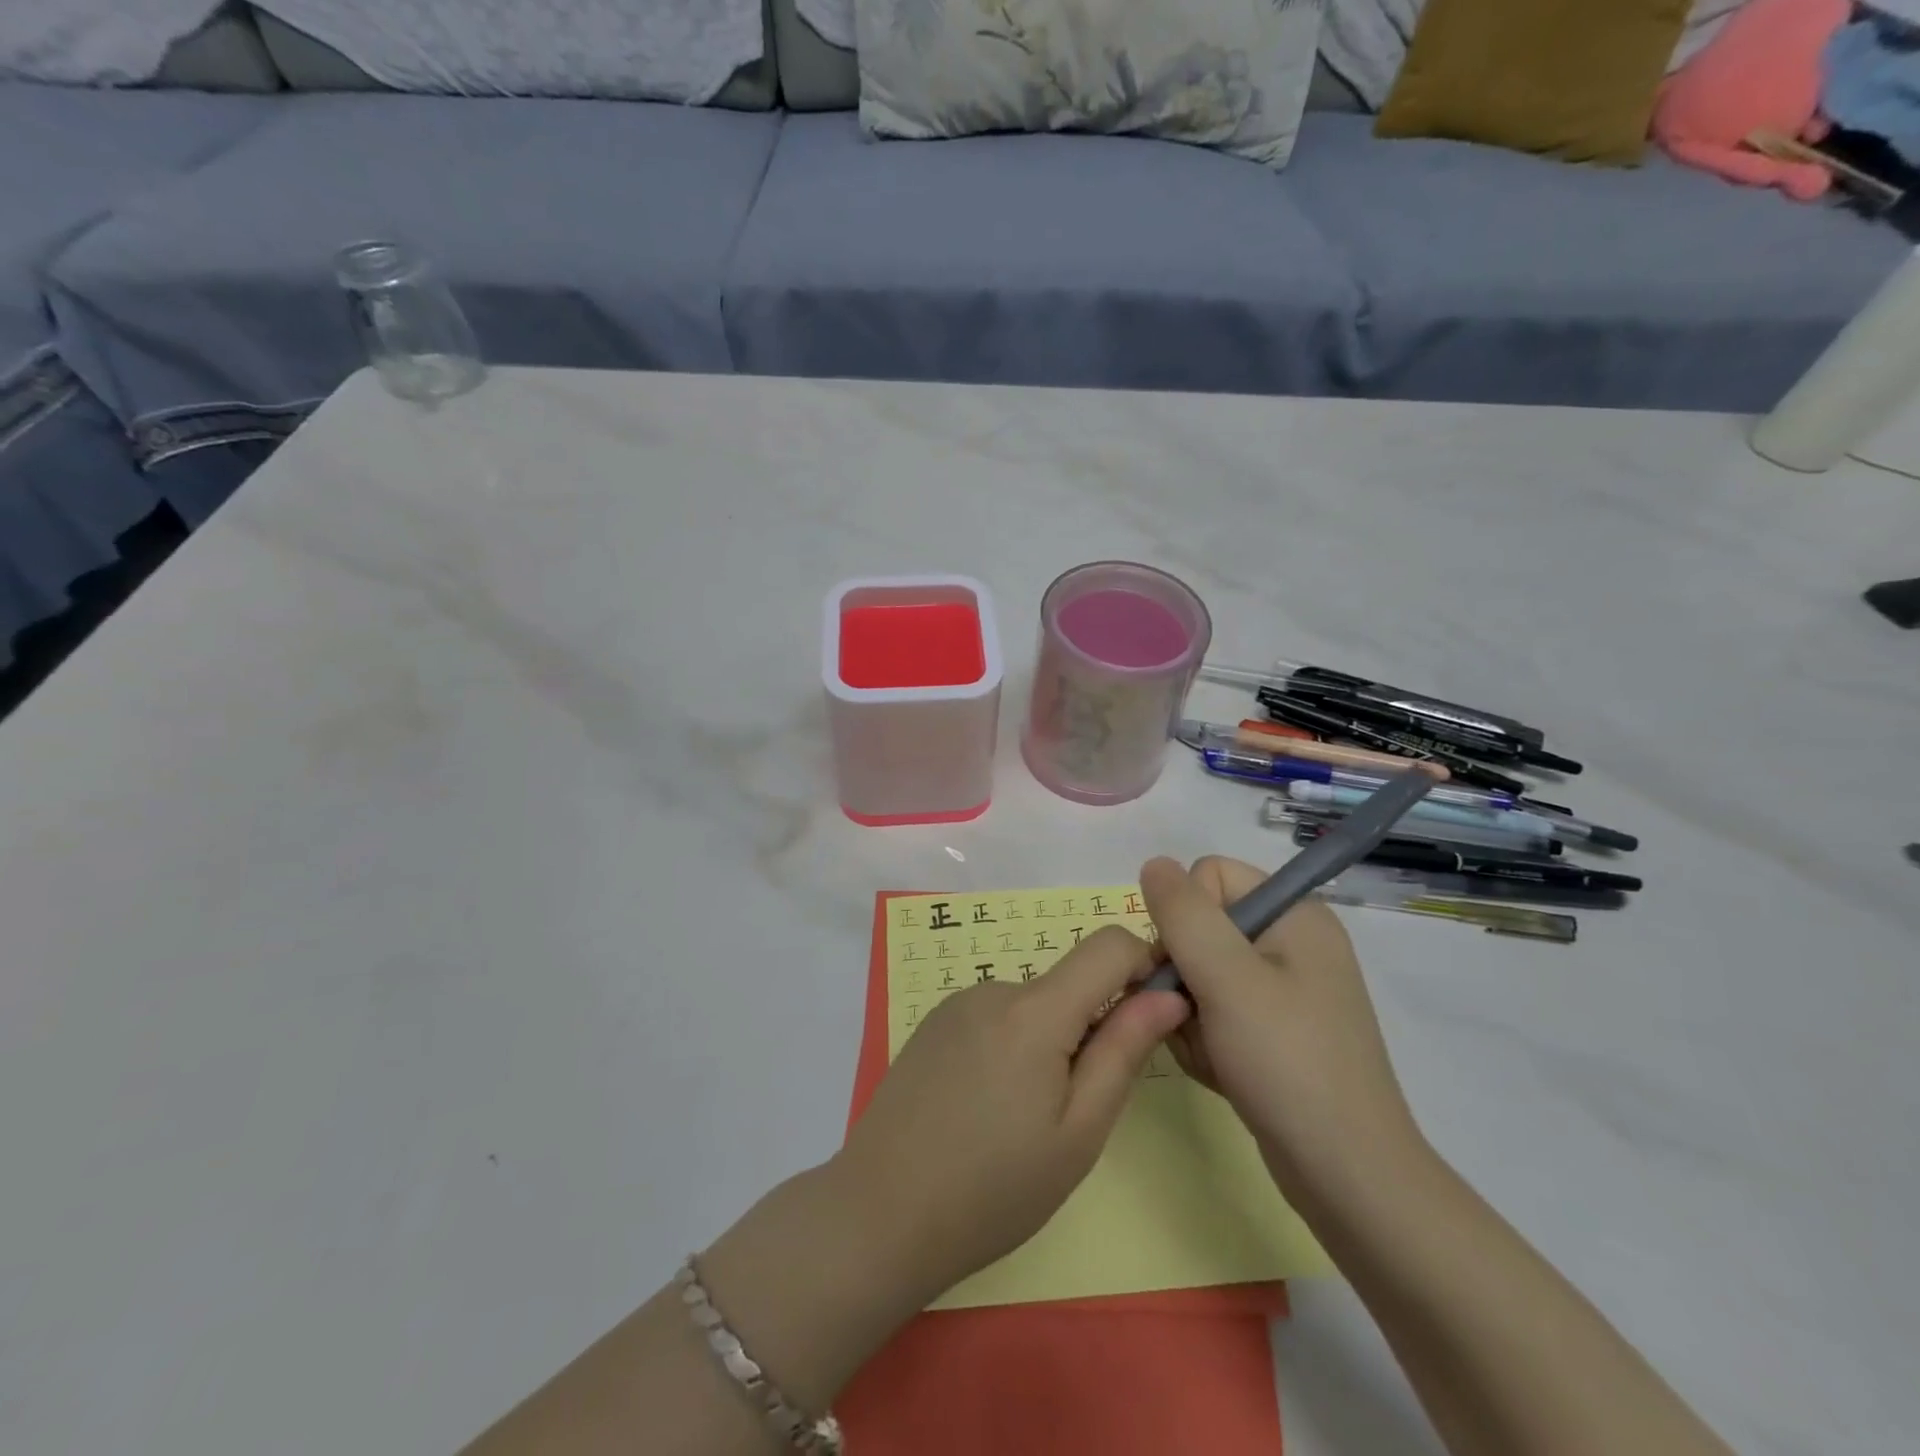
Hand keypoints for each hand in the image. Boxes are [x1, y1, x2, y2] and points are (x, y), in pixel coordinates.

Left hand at [833, 927, 1188, 1303]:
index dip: (1144, 965)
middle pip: (1068, 982)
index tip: (1153, 1016)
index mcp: (1034, 1010)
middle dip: (1091, 1025)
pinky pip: (995, 1017)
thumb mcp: (1079, 1131)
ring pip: (1032, 1005)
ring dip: (1048, 1042)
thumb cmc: (995, 1188)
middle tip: (1075, 1107)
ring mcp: (957, 1003)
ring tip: (1023, 1118)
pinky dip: (1012, 1046)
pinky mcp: (933, 1023)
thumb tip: (1168, 993)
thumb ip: (1124, 1050)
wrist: (880, 1213)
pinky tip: (986, 1106)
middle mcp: (993, 988)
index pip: (1108, 944)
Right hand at [1140, 856, 1425, 1201]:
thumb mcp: (1227, 978)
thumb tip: (1154, 863)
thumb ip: (1183, 914)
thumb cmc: (1287, 1062)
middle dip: (1182, 973)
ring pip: (1198, 974)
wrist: (1347, 1176)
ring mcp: (1284, 991)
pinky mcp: (1274, 1032)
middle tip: (1193, 1017)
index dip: (1186, 916)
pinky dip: (1205, 1040)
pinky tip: (1221, 1071)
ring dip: (1188, 1013)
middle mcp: (1291, 943)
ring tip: (1212, 1052)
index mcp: (1293, 915)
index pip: (1209, 876)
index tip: (1190, 968)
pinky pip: (1215, 1012)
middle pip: (1200, 927)